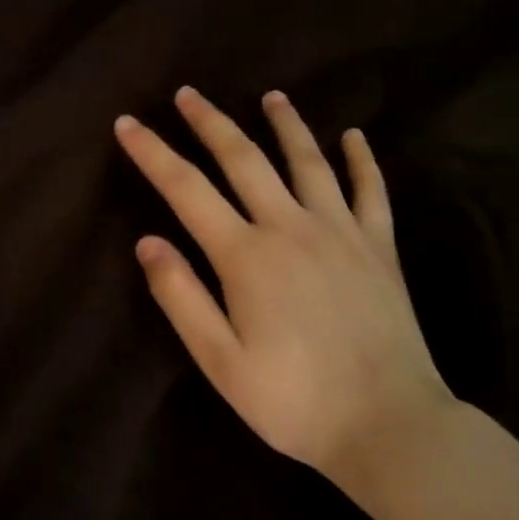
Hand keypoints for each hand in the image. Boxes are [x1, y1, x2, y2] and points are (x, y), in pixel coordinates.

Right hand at [113, 87, 454, 478]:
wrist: (390, 426)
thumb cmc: (294, 401)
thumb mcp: (220, 360)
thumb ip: (181, 297)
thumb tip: (147, 241)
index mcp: (246, 255)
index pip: (186, 189)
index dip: (153, 152)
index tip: (127, 123)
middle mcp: (291, 228)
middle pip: (244, 159)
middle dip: (210, 122)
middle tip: (188, 93)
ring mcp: (341, 233)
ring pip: (308, 162)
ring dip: (285, 125)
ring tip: (271, 96)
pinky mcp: (381, 249)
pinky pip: (372, 191)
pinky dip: (361, 159)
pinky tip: (353, 136)